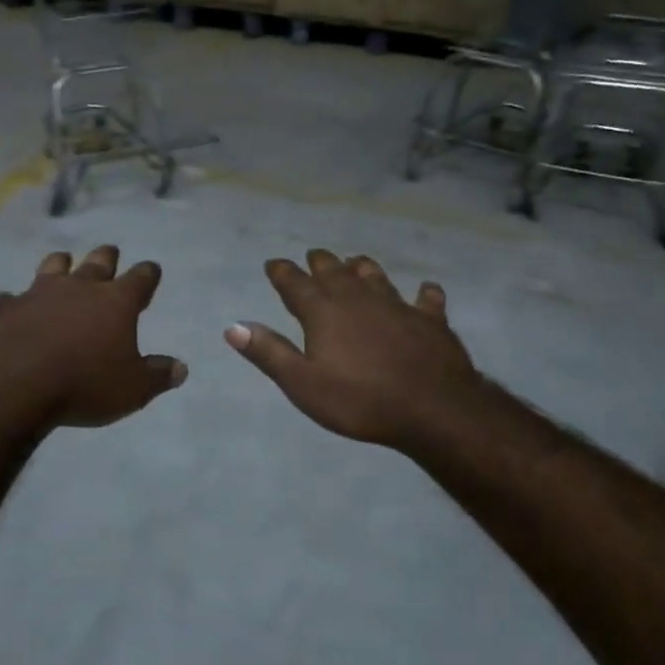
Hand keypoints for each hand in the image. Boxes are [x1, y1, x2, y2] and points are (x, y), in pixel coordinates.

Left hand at [0, 245, 185, 428]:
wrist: (13, 385)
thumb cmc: (83, 385)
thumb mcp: (132, 389)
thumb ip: (158, 376)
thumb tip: (180, 368)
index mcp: (115, 302)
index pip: (140, 278)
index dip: (148, 274)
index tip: (151, 270)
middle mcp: (78, 288)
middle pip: (98, 262)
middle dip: (107, 257)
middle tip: (110, 253)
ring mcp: (37, 293)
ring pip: (53, 266)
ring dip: (61, 265)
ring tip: (63, 264)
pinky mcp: (4, 308)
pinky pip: (10, 298)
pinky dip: (15, 302)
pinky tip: (12, 308)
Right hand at [224, 250, 488, 450]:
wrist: (432, 408)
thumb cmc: (359, 400)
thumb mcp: (302, 383)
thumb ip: (269, 352)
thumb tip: (233, 326)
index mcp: (323, 312)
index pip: (295, 283)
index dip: (282, 272)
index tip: (273, 264)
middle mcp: (357, 298)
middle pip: (334, 271)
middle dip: (320, 262)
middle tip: (313, 257)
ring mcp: (397, 305)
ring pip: (375, 276)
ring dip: (362, 268)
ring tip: (356, 263)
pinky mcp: (430, 320)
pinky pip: (426, 300)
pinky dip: (424, 294)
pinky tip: (425, 292)